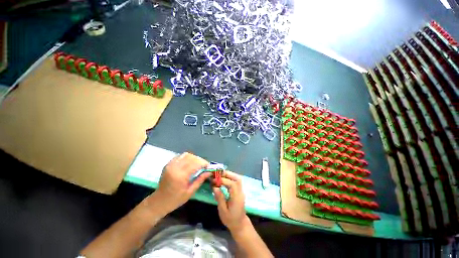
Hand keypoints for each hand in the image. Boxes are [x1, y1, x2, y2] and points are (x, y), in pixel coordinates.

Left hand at [149, 152, 209, 214]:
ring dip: (194, 157)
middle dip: (200, 160)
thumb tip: (209, 172)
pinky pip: (180, 156)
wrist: (158, 201)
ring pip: (186, 155)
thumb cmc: (175, 200)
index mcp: (181, 176)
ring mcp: (171, 165)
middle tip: (204, 165)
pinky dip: (187, 157)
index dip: (203, 163)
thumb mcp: (190, 192)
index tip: (208, 166)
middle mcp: (175, 168)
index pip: (195, 164)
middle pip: (191, 157)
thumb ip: (200, 180)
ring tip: (197, 163)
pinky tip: (189, 163)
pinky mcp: (168, 164)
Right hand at [213, 171, 249, 233]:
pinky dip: (231, 177)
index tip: (215, 180)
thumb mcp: (223, 211)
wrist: (240, 224)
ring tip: (220, 175)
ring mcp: (241, 191)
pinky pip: (237, 181)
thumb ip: (219, 198)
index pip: (232, 184)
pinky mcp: (240, 191)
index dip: (223, 180)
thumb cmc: (230, 219)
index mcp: (237, 198)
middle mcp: (240, 192)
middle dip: (228, 174)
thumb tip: (215, 187)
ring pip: (238, 178)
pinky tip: (224, 179)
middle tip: (218, 174)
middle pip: (237, 178)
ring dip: (229, 175)